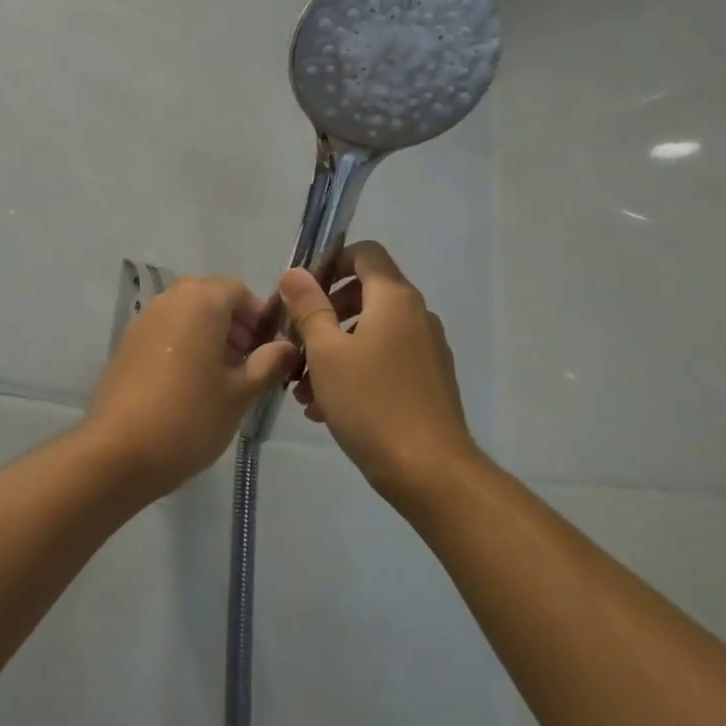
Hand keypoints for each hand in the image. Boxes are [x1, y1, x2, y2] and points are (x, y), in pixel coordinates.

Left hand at [84, 276, 298, 492]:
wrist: (119, 451)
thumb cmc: (190, 417)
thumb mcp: (240, 393)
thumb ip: (268, 363)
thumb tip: (285, 346)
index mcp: (200, 302)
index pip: (237, 289)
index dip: (259, 315)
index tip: (270, 348)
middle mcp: (169, 300)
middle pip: (209, 297)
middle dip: (234, 323)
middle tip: (248, 362)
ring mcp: (143, 321)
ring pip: (185, 314)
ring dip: (208, 334)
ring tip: (223, 377)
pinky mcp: (126, 344)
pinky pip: (165, 331)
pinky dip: (184, 344)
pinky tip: (191, 385)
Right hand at [276, 240, 484, 511]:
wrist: (430, 472)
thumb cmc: (372, 402)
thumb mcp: (326, 352)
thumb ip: (309, 307)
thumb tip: (294, 273)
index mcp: (394, 298)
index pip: (365, 253)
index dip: (331, 261)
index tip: (301, 291)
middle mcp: (416, 315)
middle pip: (365, 293)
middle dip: (325, 312)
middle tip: (295, 340)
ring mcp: (426, 349)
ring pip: (371, 332)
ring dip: (334, 348)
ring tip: (302, 385)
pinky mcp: (428, 381)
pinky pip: (384, 359)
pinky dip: (355, 369)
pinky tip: (325, 406)